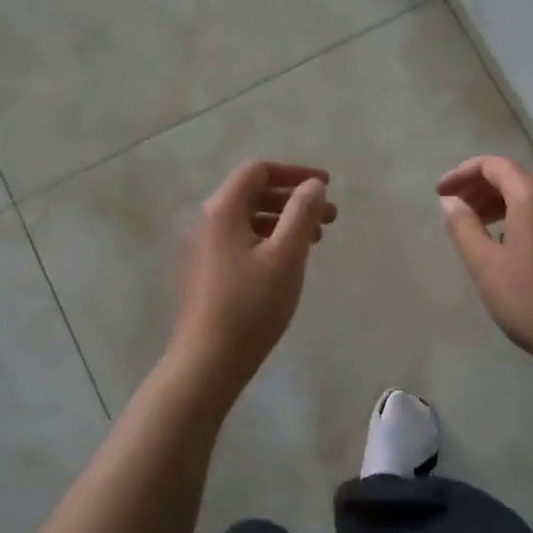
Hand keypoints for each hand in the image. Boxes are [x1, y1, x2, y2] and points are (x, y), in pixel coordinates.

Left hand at [168, 159, 337, 387]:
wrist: (206, 362)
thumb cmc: (250, 306)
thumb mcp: (286, 256)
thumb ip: (302, 214)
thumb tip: (313, 184)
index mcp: (221, 210)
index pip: (257, 170)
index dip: (294, 172)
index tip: (326, 186)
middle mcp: (206, 221)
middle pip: (252, 193)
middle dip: (293, 199)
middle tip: (330, 216)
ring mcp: (202, 248)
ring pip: (248, 219)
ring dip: (283, 221)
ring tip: (316, 240)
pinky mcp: (204, 272)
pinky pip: (240, 240)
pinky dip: (268, 240)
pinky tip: (288, 262)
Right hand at [438, 155, 532, 370]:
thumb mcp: (486, 265)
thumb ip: (463, 227)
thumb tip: (450, 201)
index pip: (493, 165)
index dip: (462, 173)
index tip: (440, 193)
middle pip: (515, 176)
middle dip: (481, 188)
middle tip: (456, 209)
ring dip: (502, 202)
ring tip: (479, 226)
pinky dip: (524, 216)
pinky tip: (511, 244)